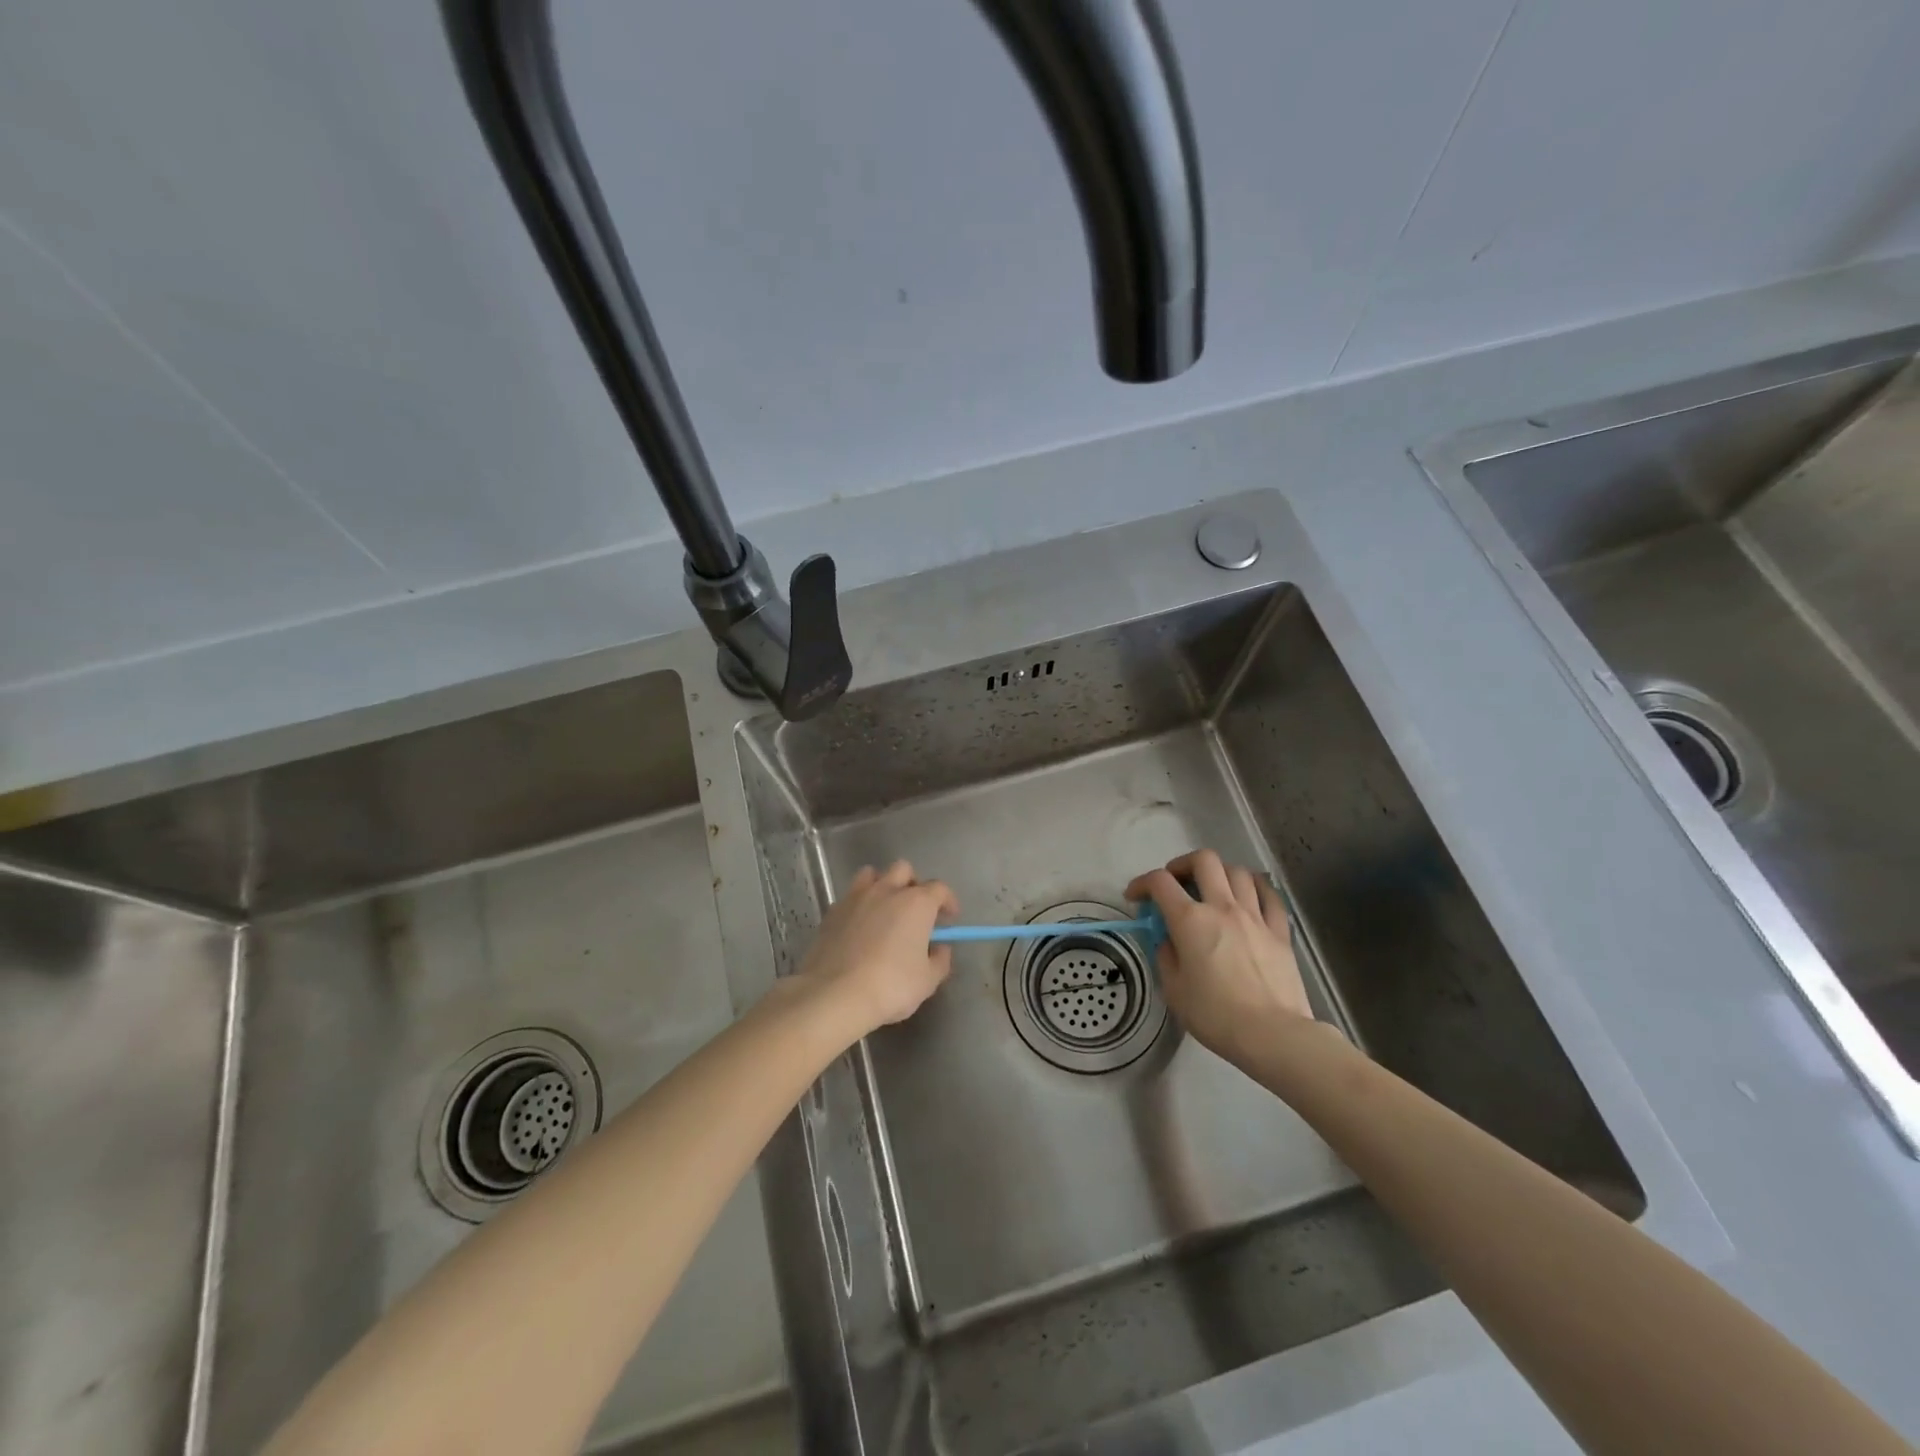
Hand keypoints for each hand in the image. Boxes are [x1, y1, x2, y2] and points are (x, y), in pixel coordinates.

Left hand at [797, 861, 957, 1037]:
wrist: (836, 994)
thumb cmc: (891, 986)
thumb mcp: (928, 980)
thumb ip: (940, 960)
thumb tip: (940, 948)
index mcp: (916, 903)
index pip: (939, 888)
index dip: (947, 900)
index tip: (949, 917)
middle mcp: (887, 890)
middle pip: (904, 870)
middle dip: (913, 884)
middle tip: (916, 909)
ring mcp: (856, 897)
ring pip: (872, 874)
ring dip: (883, 885)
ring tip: (885, 908)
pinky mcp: (832, 911)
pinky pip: (850, 896)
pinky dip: (859, 905)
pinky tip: (859, 926)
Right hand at [1126, 850, 1316, 1066]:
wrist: (1273, 1035)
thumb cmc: (1215, 1015)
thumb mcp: (1174, 990)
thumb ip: (1166, 957)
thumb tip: (1169, 941)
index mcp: (1190, 920)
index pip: (1160, 882)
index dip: (1142, 883)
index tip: (1135, 897)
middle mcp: (1222, 907)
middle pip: (1203, 861)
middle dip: (1183, 865)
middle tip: (1176, 882)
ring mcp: (1255, 916)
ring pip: (1238, 872)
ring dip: (1219, 873)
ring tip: (1212, 889)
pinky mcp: (1279, 931)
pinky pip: (1269, 895)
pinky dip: (1255, 887)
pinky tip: (1249, 895)